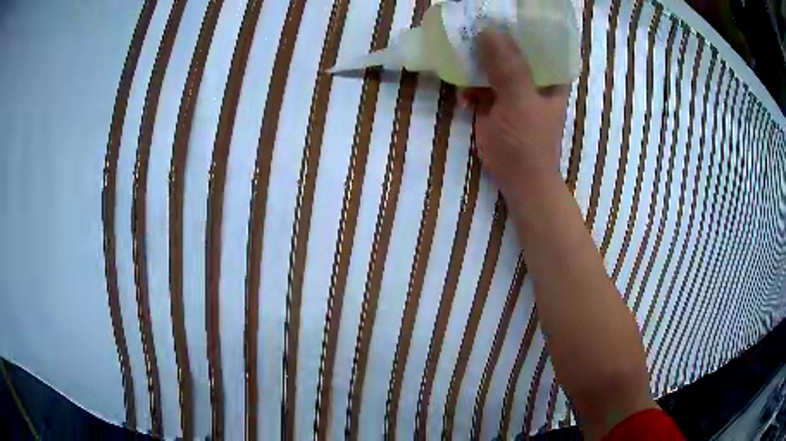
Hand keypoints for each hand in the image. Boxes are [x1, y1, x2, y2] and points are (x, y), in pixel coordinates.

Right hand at [462, 30, 569, 199]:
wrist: (518, 179)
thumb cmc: (528, 143)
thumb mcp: (520, 103)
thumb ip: (508, 68)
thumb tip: (488, 30)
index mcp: (549, 72)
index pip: (536, 36)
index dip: (517, 22)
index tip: (494, 10)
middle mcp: (531, 74)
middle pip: (508, 44)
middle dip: (487, 37)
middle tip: (465, 27)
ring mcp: (511, 85)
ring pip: (489, 61)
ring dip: (472, 62)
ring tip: (456, 62)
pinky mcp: (493, 98)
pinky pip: (477, 81)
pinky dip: (467, 86)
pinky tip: (463, 99)